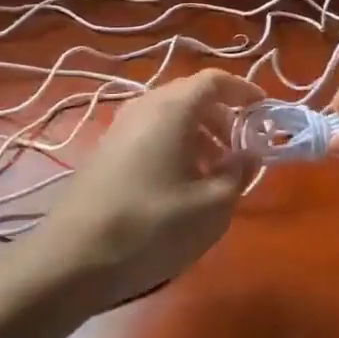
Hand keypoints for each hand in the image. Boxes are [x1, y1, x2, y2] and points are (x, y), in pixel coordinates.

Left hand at [27, 69, 262, 309]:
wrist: (74, 257)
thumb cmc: (152, 226)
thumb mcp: (212, 206)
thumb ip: (238, 173)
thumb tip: (248, 153)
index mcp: (172, 108)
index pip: (214, 80)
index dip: (243, 91)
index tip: (264, 111)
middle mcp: (144, 107)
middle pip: (190, 96)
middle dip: (222, 117)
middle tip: (241, 149)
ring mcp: (119, 127)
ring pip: (169, 116)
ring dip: (198, 134)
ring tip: (214, 172)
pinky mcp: (105, 151)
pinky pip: (149, 133)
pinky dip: (174, 146)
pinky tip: (180, 184)